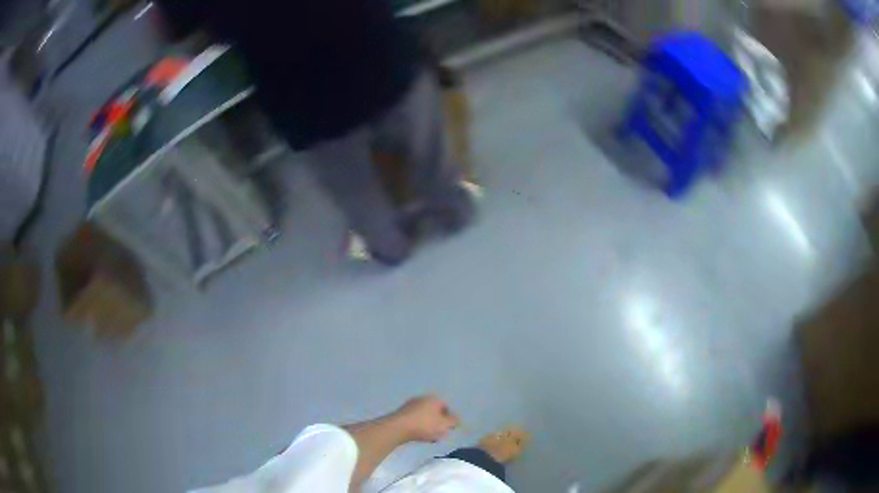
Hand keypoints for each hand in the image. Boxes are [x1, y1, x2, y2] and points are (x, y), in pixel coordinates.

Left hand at [393, 395, 459, 442]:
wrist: (398, 428)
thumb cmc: (424, 425)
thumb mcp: (444, 425)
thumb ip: (453, 422)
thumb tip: (457, 420)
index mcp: (434, 399)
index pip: (446, 407)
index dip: (450, 418)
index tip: (449, 429)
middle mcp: (422, 398)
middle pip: (434, 411)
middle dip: (438, 422)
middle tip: (440, 433)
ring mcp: (410, 405)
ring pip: (424, 415)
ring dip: (428, 425)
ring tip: (429, 437)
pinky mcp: (401, 413)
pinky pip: (414, 420)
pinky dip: (418, 426)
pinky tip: (418, 435)